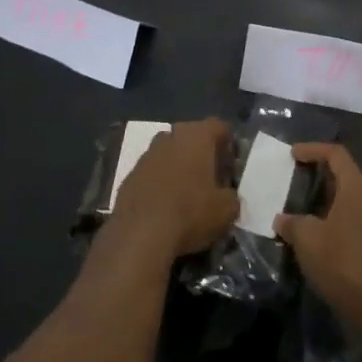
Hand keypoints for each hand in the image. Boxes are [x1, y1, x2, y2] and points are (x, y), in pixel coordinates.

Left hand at [109, 119, 239, 260]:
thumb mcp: (226, 210)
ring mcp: (147, 154)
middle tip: (211, 179)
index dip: (229, 145)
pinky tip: (165, 206)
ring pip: (170, 153)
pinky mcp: (129, 175)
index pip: (220, 127)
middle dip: (202, 154)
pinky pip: (152, 173)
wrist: (140, 235)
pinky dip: (160, 183)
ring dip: (179, 167)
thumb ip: (232, 197)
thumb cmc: (190, 213)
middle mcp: (171, 136)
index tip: (231, 166)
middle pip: (192, 137)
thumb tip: (228, 196)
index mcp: (197, 135)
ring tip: (187, 194)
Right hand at [274, 144, 361, 321]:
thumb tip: (281, 219)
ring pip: (347, 196)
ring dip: (324, 196)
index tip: (292, 154)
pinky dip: (331, 214)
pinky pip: (350, 215)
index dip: (313, 149)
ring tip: (300, 203)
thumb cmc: (341, 260)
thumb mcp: (307, 238)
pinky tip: (314, 230)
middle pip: (344, 173)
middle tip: (295, 175)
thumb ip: (292, 223)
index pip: (336, 154)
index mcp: (356, 187)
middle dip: (319, 171)